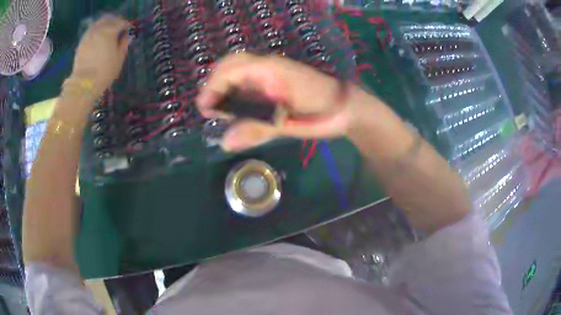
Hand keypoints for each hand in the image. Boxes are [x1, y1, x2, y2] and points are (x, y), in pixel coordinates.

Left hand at [71, 15, 129, 95]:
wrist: (84, 84)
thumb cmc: (104, 72)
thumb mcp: (119, 59)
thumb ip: (123, 45)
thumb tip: (127, 37)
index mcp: (110, 31)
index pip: (121, 23)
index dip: (126, 26)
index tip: (128, 31)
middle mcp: (99, 29)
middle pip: (109, 19)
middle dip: (114, 21)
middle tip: (118, 28)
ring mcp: (88, 35)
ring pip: (98, 23)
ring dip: (104, 25)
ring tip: (107, 32)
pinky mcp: (81, 43)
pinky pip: (90, 31)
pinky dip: (96, 31)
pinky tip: (98, 38)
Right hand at [196, 53, 358, 151]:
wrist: (347, 108)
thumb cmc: (321, 113)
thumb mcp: (288, 124)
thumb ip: (255, 130)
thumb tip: (224, 143)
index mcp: (270, 70)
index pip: (231, 70)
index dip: (213, 87)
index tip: (204, 109)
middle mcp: (268, 65)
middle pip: (232, 64)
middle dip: (215, 84)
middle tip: (210, 108)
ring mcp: (273, 71)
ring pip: (239, 70)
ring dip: (225, 86)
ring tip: (220, 109)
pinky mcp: (277, 79)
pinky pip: (250, 79)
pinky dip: (237, 91)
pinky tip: (237, 108)